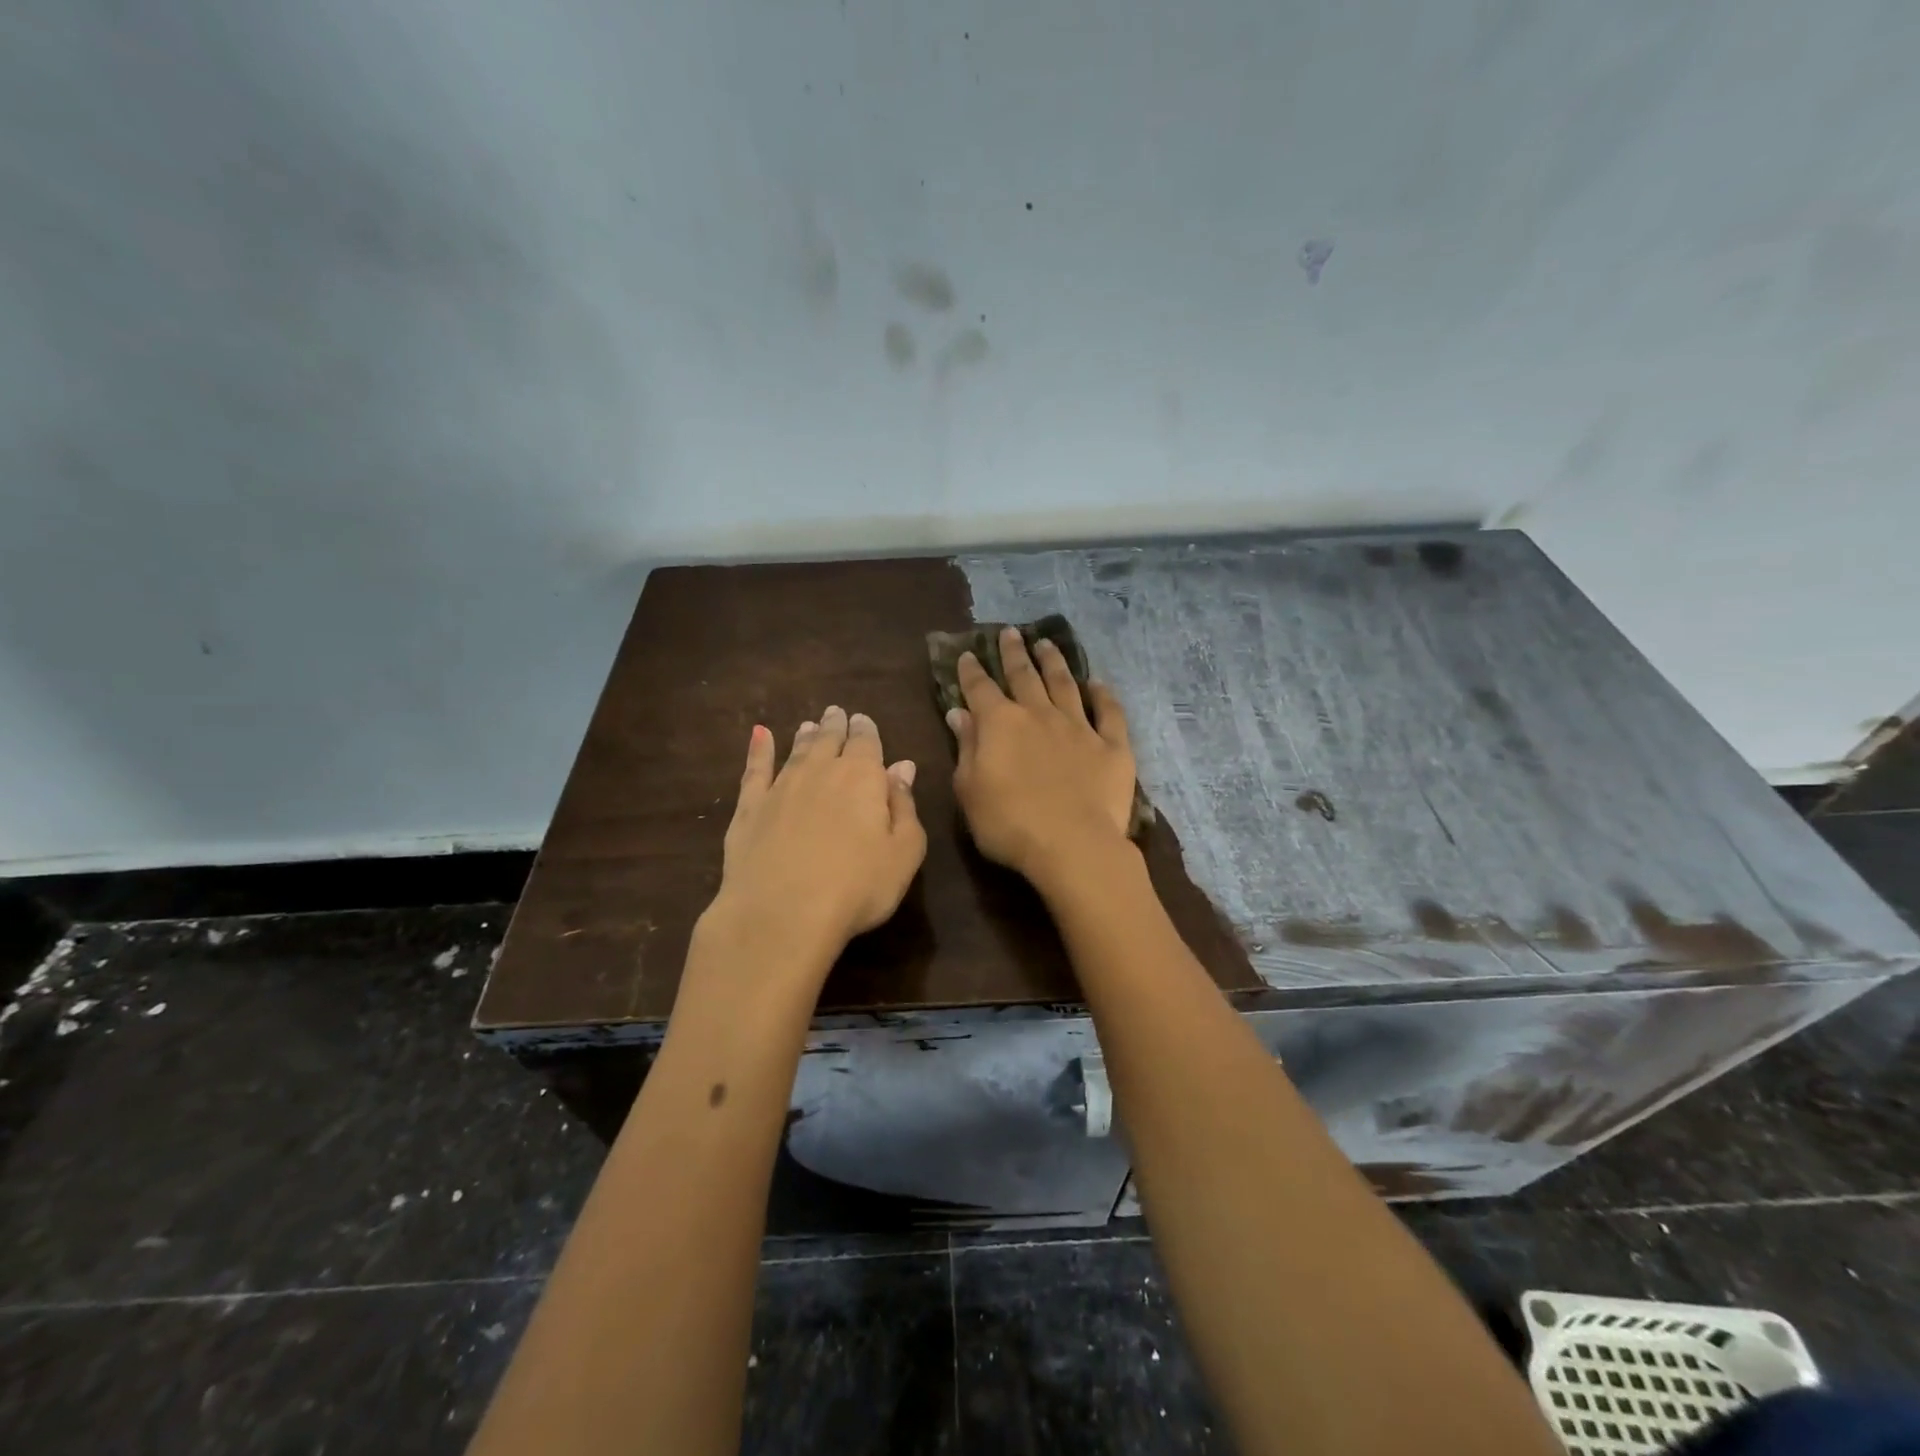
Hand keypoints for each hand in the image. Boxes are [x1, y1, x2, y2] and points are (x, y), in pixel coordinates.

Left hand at [706, 706, 927, 971]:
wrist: (782, 913)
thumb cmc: (857, 887)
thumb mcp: (904, 853)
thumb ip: (905, 806)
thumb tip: (902, 767)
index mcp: (863, 777)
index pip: (867, 743)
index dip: (867, 730)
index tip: (863, 719)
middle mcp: (821, 771)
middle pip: (830, 740)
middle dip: (836, 725)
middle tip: (837, 713)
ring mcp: (781, 787)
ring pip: (797, 751)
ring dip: (806, 736)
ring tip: (810, 725)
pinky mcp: (750, 808)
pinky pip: (755, 769)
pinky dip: (759, 749)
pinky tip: (759, 735)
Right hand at [948, 627, 1137, 883]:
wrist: (1072, 845)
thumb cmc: (1009, 824)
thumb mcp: (970, 790)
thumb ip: (966, 748)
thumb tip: (959, 713)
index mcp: (1000, 724)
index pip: (980, 689)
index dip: (971, 670)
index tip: (967, 654)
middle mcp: (1039, 714)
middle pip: (1024, 676)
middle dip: (1013, 653)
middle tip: (1010, 632)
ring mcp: (1078, 727)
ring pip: (1064, 684)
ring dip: (1054, 662)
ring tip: (1046, 643)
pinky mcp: (1112, 745)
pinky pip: (1108, 713)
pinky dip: (1103, 695)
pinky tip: (1098, 683)